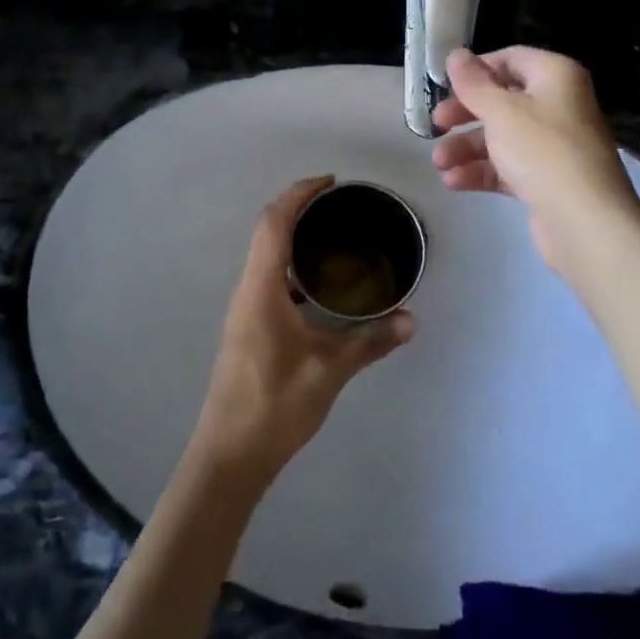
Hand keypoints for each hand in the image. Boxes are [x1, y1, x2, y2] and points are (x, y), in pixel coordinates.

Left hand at [190, 176, 416, 482]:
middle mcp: (248, 291)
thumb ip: (370, 342)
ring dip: (294, 238)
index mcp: (261, 289)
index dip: (298, 194)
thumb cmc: (275, 406)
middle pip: (267, 232)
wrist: (229, 455)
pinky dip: (293, 267)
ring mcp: (245, 310)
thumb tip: (410, 320)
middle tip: (339, 206)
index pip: (274, 223)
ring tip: (335, 238)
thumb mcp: (329, 371)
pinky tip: (321, 287)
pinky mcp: (248, 328)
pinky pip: (270, 280)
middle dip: (298, 209)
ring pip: (266, 257)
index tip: (330, 183)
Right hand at [430, 48, 639, 277]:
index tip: (445, 85)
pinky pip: (509, 166)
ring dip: (467, 147)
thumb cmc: (542, 151)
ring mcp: (554, 144)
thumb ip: (473, 83)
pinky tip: (453, 182)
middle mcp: (558, 104)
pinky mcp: (547, 179)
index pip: (511, 58)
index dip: (476, 69)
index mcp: (555, 76)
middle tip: (436, 125)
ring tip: (439, 164)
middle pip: (503, 100)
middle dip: (465, 114)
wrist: (584, 220)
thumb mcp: (501, 110)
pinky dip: (482, 171)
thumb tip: (456, 54)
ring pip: (502, 136)